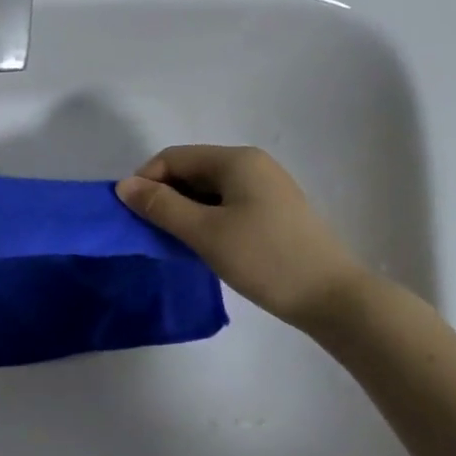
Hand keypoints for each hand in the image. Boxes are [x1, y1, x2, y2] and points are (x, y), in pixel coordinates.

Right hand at [116, 145, 368, 330]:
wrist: (332, 297)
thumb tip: (123, 186)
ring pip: (206, 190)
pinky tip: (203, 246)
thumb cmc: (264, 258)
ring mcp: (265, 188)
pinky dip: (204, 219)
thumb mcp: (204, 232)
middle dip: (164, 197)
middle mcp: (252, 165)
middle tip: (151, 233)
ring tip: (175, 242)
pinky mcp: (272, 212)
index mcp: (236, 160)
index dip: (146, 181)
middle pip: (190, 171)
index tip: (133, 216)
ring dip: (183, 211)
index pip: (173, 158)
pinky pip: (225, 205)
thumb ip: (160, 206)